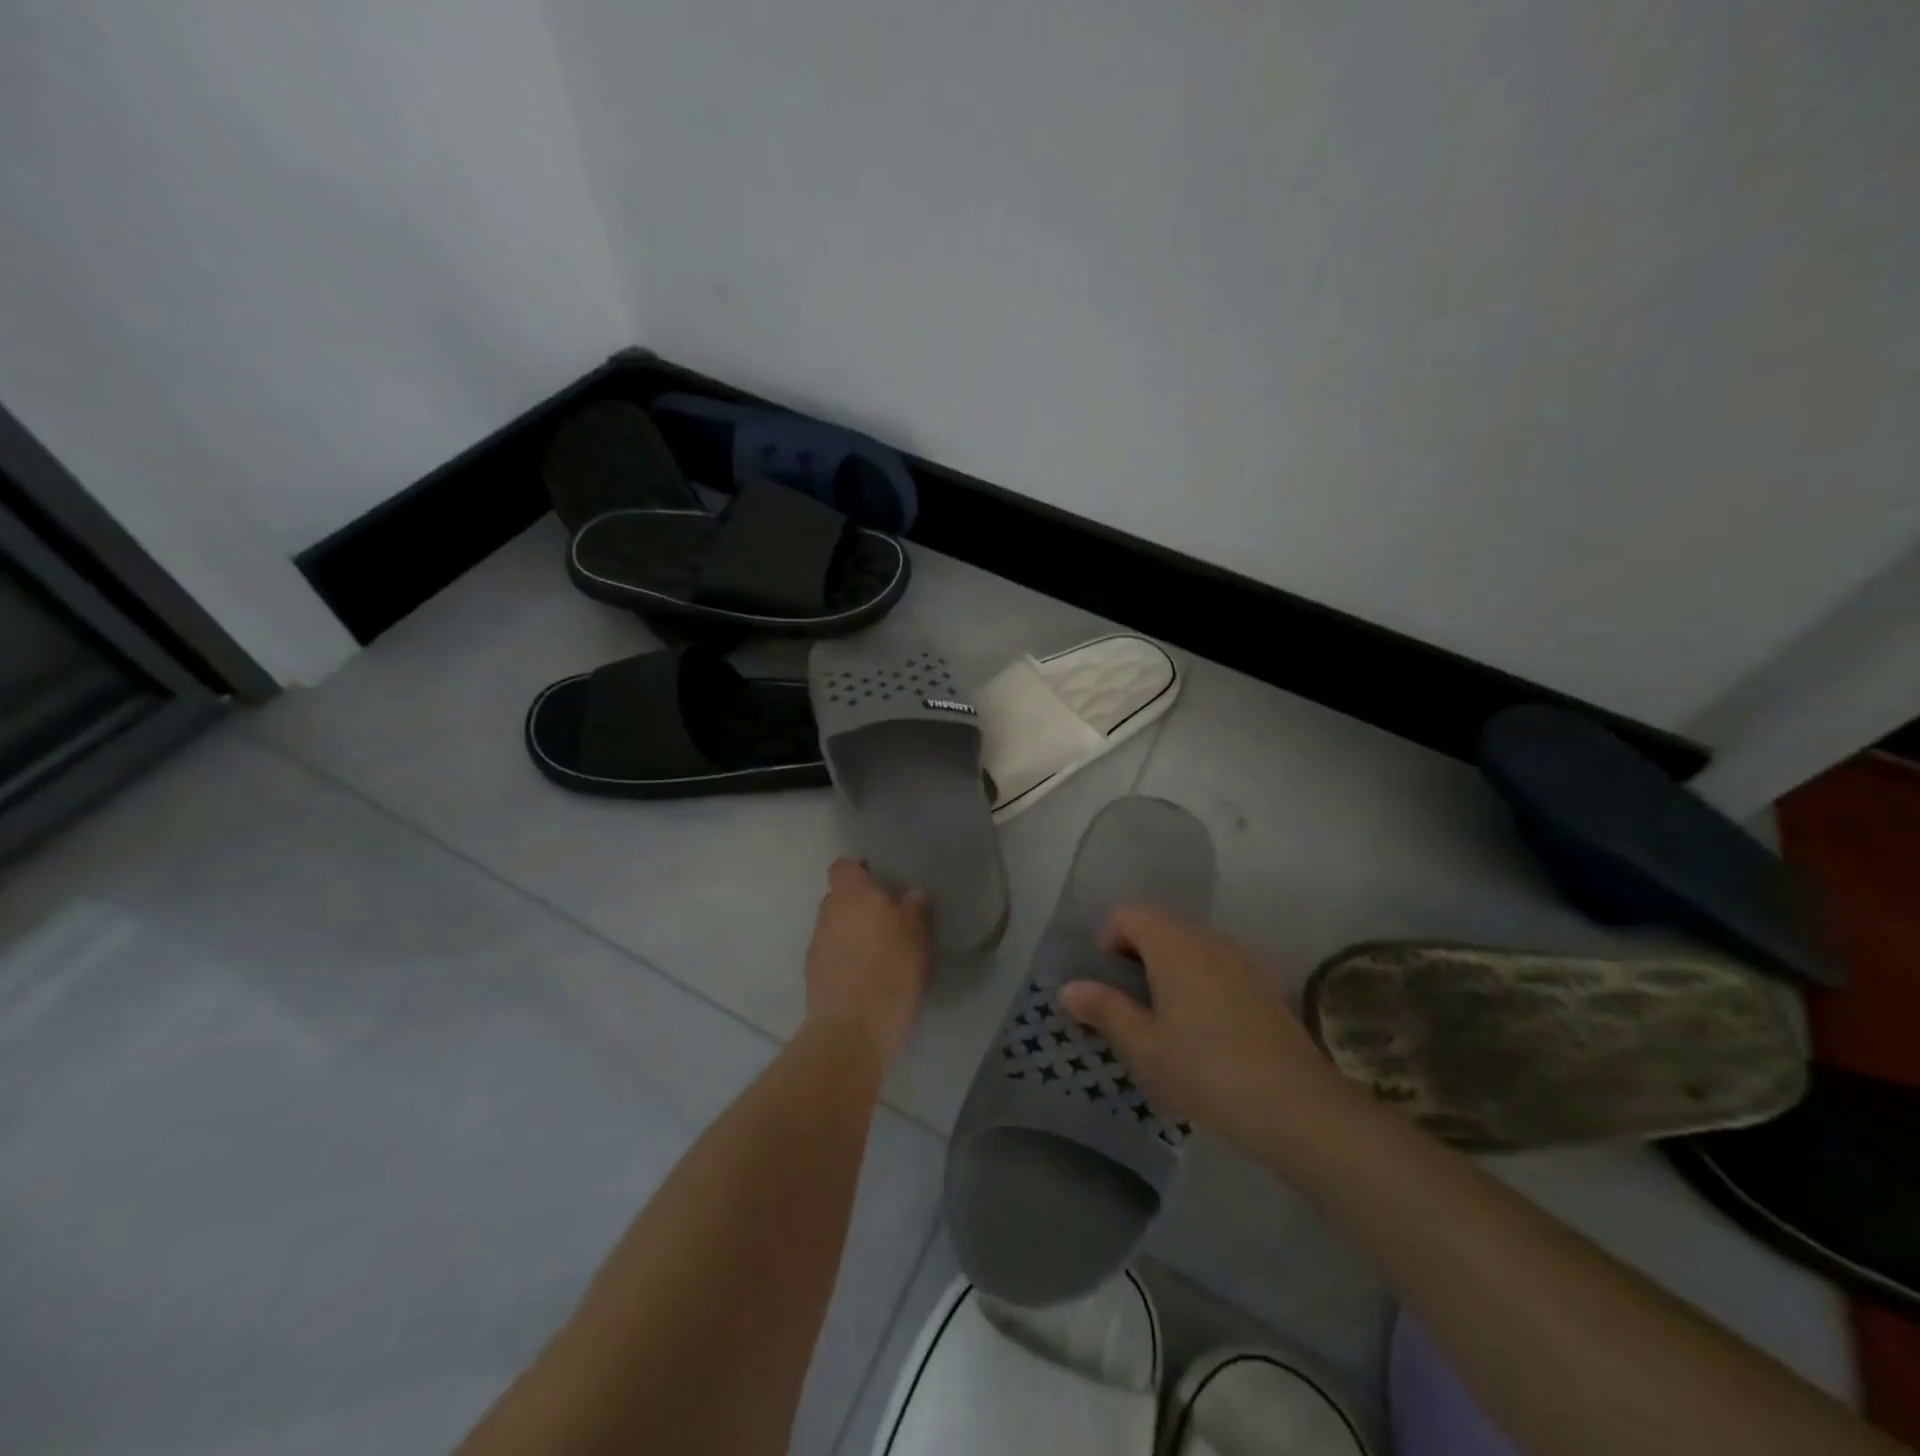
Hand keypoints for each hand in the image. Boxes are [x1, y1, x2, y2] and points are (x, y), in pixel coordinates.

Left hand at [804, 858, 931, 1067]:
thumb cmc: (891, 969)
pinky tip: (867, 978)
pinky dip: (846, 961)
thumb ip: (915, 909)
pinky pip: (832, 957)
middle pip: (839, 898)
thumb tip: (911, 895)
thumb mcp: (918, 935)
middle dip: (859, 906)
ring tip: (879, 953)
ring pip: (835, 929)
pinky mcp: (812, 976)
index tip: (880, 883)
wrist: (854, 1028)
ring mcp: (816, 946)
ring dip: (852, 935)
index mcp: (851, 894)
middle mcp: (827, 913)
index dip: (859, 871)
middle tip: (888, 920)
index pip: (843, 866)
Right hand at [1057, 904, 1352, 1158]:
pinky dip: (1200, 981)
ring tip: (1167, 1021)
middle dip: (1137, 956)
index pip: (1129, 913)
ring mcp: (1243, 958)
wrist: (1296, 1106)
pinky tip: (1207, 1031)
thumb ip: (1104, 1010)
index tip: (1110, 984)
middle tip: (1132, 1007)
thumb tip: (1068, 988)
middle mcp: (1209, 939)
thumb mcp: (1145, 1047)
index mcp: (1175, 945)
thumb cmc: (1207, 1071)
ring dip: (1169, 969)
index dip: (1109, 940)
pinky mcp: (1266, 983)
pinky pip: (1218, 965)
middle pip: (1160, 925)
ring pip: (1191, 946)